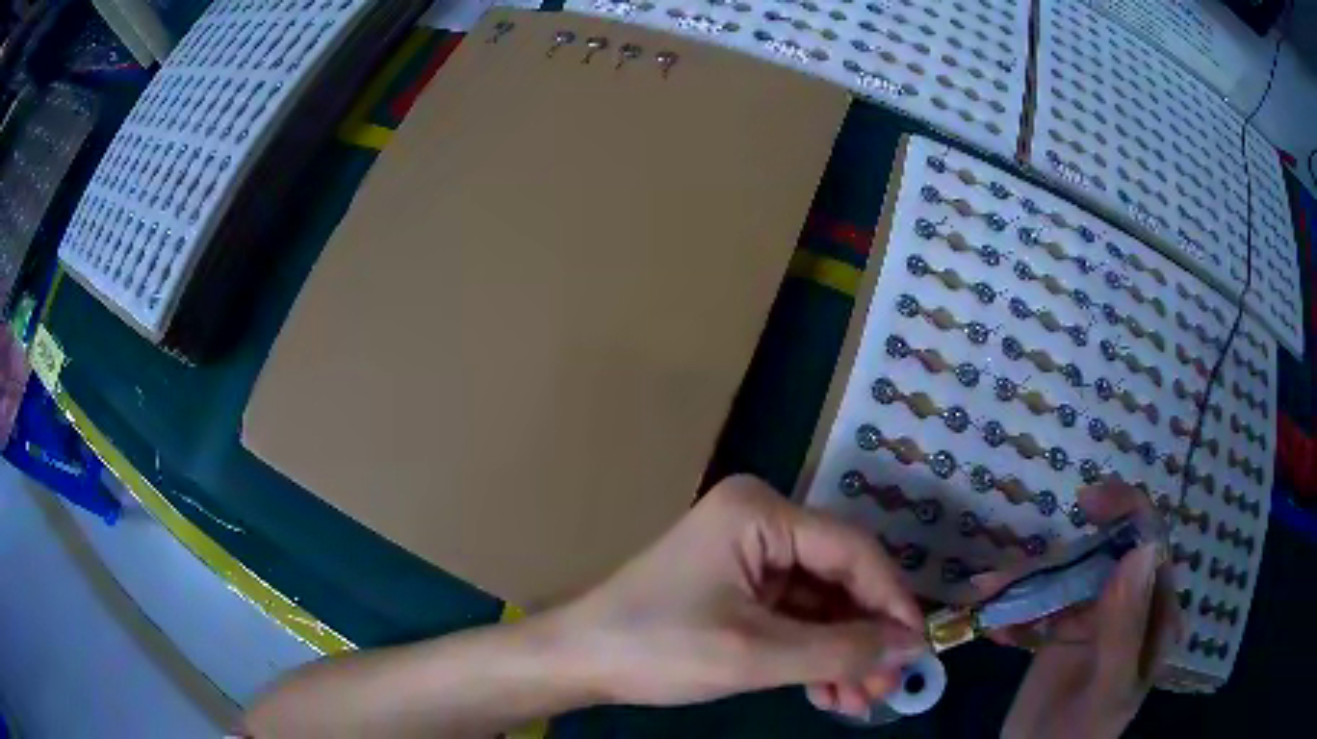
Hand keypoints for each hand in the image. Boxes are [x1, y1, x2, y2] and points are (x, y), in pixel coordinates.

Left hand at [555, 474, 926, 717]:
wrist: (579, 661)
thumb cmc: (657, 647)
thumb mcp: (754, 655)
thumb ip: (839, 651)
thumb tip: (909, 647)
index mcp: (761, 514)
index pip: (852, 550)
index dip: (892, 600)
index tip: (917, 646)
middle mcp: (761, 523)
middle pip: (839, 578)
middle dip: (865, 636)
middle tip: (887, 685)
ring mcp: (750, 556)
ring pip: (821, 604)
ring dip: (842, 652)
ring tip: (861, 701)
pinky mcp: (741, 588)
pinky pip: (795, 617)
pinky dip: (814, 654)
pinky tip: (830, 691)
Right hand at [976, 482, 1180, 738]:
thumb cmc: (1078, 735)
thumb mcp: (1106, 690)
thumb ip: (1125, 627)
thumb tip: (1138, 549)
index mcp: (1153, 614)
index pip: (1151, 545)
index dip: (1127, 512)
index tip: (1087, 503)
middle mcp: (1129, 605)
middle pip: (1102, 555)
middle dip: (1058, 556)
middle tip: (1012, 568)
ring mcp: (1095, 616)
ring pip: (1067, 575)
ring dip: (1026, 580)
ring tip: (986, 592)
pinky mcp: (1063, 629)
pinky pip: (1041, 603)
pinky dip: (1016, 606)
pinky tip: (993, 624)